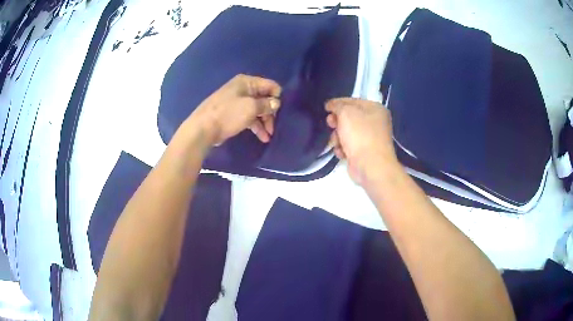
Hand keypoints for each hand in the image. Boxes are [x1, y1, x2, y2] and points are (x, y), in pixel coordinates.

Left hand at [186, 74, 281, 145]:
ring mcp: (237, 102)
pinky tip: (262, 137)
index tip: (280, 111)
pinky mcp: (233, 114)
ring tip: (269, 136)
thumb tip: (277, 103)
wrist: (203, 129)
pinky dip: (256, 126)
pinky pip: (249, 118)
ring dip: (265, 122)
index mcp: (247, 82)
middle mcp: (243, 89)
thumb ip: (267, 104)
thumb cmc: (228, 114)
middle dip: (271, 113)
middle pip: (264, 99)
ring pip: (257, 110)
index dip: (277, 97)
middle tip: (273, 127)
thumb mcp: (251, 107)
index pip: (270, 85)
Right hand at [326, 98, 399, 184]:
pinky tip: (342, 153)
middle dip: (337, 122)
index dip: (337, 103)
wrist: (370, 165)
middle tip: (330, 124)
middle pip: (349, 117)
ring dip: (338, 137)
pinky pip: (348, 146)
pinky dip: (343, 148)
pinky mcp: (364, 153)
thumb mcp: (346, 113)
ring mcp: (370, 138)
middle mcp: (375, 122)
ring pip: (347, 133)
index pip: (353, 101)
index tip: (325, 108)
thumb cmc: (360, 135)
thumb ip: (337, 105)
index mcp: (375, 109)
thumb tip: (331, 105)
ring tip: (337, 142)